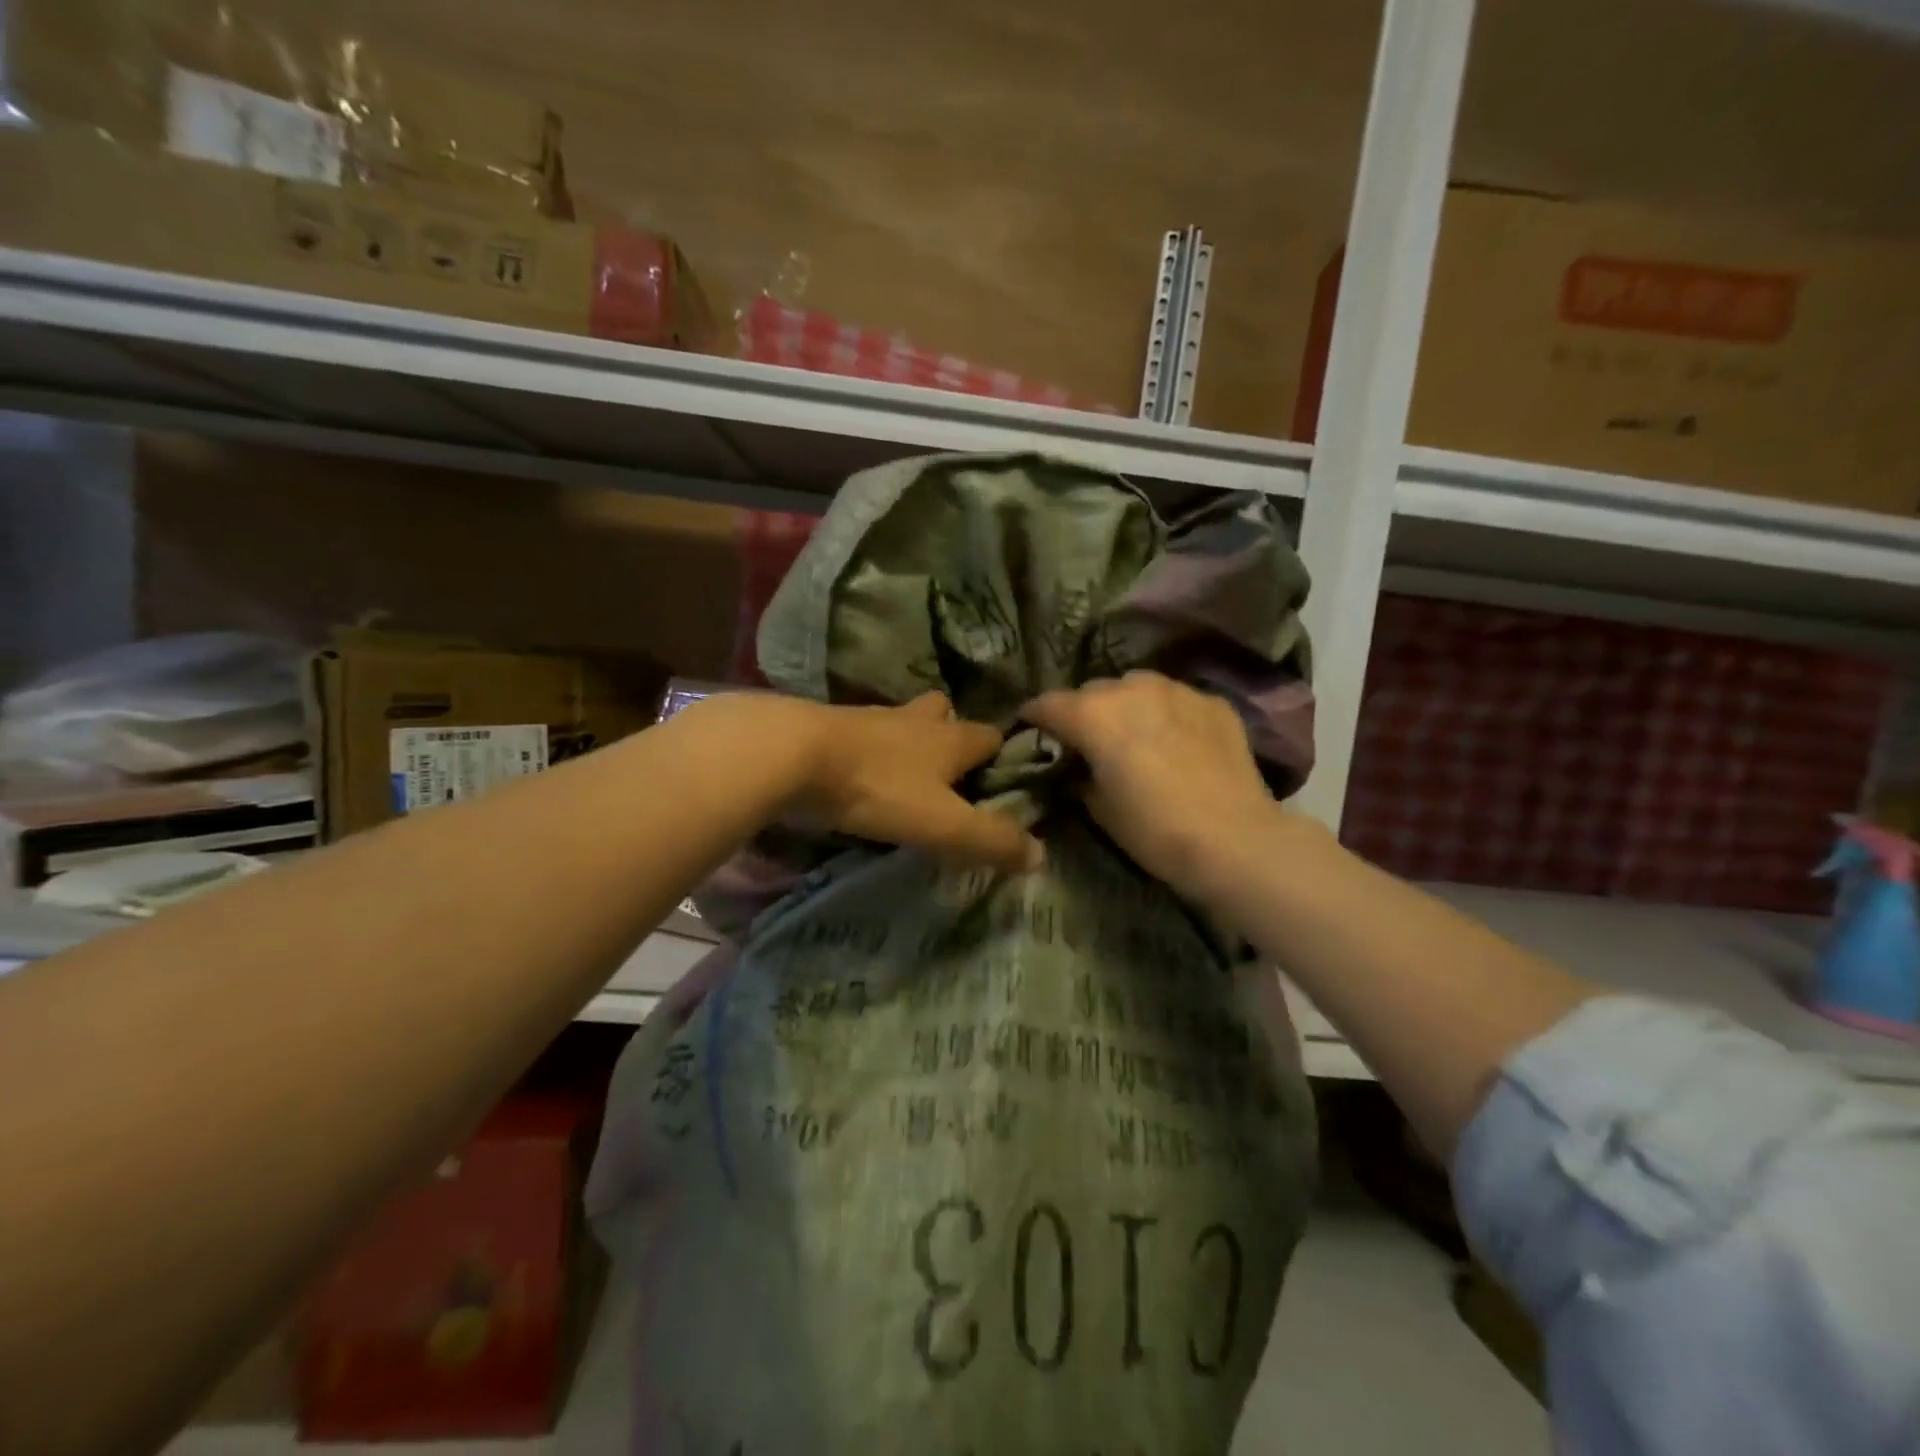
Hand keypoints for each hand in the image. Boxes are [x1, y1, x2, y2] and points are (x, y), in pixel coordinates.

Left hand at [788, 692, 1040, 871]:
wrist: (793, 754)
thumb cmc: (877, 787)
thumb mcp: (942, 823)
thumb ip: (990, 840)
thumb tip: (1040, 854)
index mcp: (949, 739)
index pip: (990, 735)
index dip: (1001, 754)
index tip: (1003, 778)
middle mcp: (915, 720)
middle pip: (944, 714)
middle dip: (952, 734)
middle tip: (950, 770)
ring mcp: (871, 719)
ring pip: (902, 722)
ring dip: (909, 740)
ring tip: (908, 774)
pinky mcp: (833, 728)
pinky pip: (863, 734)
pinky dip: (870, 750)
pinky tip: (862, 774)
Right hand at [1024, 672, 1282, 901]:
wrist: (1234, 840)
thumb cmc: (1153, 830)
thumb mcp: (1099, 808)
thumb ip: (1080, 775)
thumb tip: (1079, 767)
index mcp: (1093, 714)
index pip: (1048, 704)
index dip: (1034, 717)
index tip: (1031, 729)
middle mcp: (1131, 688)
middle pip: (1093, 691)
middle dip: (1084, 712)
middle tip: (1088, 741)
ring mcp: (1177, 690)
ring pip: (1137, 686)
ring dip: (1126, 705)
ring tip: (1135, 734)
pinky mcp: (1212, 702)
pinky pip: (1176, 699)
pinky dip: (1166, 713)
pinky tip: (1176, 741)